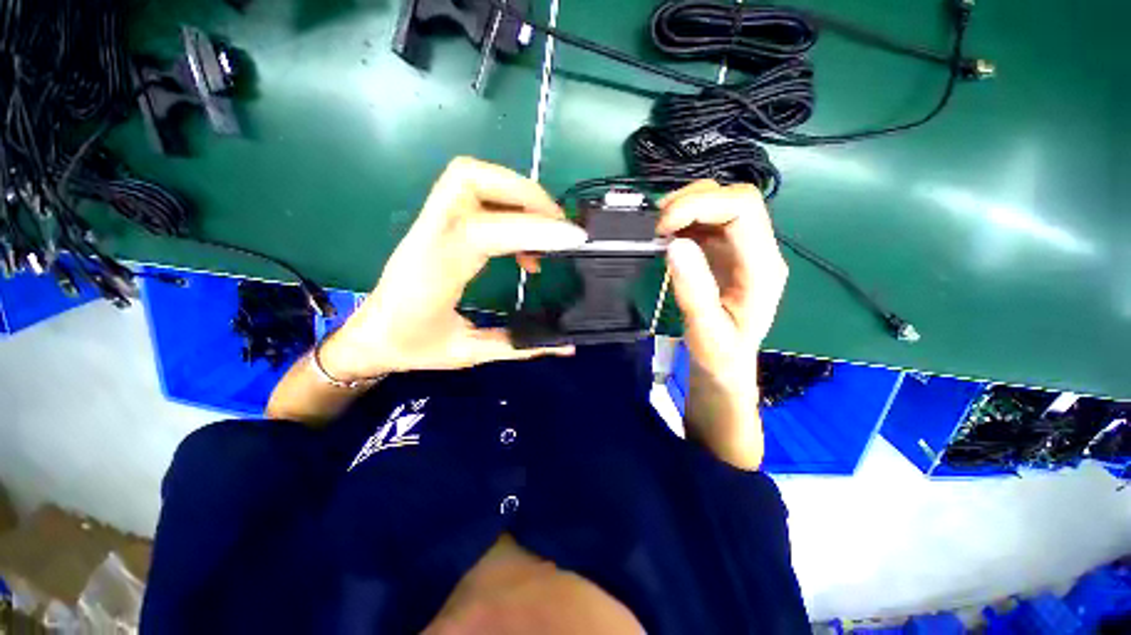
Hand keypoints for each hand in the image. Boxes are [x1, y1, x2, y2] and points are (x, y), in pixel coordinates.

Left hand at [320, 157, 587, 379]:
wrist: (368, 336)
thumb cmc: (411, 347)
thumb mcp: (468, 353)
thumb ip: (519, 345)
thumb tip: (565, 346)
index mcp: (435, 270)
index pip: (486, 231)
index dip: (534, 229)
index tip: (573, 238)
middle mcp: (430, 236)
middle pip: (471, 178)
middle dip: (525, 192)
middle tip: (558, 223)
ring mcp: (429, 224)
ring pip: (470, 177)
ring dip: (515, 192)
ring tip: (545, 227)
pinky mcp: (435, 223)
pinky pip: (471, 193)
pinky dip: (506, 205)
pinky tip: (522, 244)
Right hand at [657, 180, 787, 386]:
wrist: (725, 363)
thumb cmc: (720, 354)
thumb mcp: (706, 331)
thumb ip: (694, 290)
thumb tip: (674, 244)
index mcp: (762, 268)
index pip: (744, 209)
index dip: (701, 204)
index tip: (663, 227)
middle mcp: (757, 249)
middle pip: (734, 198)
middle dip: (691, 201)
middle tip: (657, 227)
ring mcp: (740, 248)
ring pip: (720, 203)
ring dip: (686, 207)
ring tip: (659, 229)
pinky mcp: (724, 251)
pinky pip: (706, 220)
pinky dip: (683, 219)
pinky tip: (666, 234)